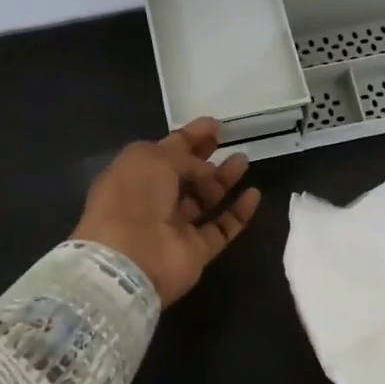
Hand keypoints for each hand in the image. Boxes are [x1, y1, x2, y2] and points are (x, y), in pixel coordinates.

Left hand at [72, 118, 260, 306]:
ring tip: (243, 161)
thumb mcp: (152, 158)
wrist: (130, 258)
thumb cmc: (133, 198)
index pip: (166, 151)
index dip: (190, 137)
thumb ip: (182, 155)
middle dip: (206, 157)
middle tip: (230, 141)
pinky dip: (238, 212)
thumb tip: (204, 170)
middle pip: (185, 175)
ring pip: (204, 200)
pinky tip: (254, 194)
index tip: (215, 125)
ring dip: (224, 180)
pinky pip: (221, 228)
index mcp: (135, 175)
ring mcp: (175, 228)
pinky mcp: (196, 251)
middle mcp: (153, 201)